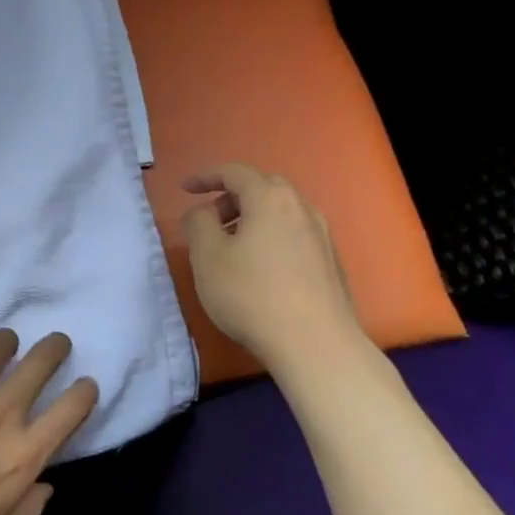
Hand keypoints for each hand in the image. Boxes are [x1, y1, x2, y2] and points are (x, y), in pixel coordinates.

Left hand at [0, 330, 98, 514]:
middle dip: (55, 348)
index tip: (83, 387)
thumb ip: (28, 508)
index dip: (85, 391)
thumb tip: (42, 486)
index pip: (73, 406)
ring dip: (7, 343)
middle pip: (41, 360)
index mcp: (25, 454)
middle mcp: (1, 414)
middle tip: (55, 346)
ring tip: (4, 349)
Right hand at [181, 162, 363, 362]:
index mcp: (270, 199)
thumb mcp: (208, 257)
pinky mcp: (329, 262)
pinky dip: (270, 236)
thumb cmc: (251, 294)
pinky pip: (293, 234)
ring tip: (230, 245)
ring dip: (252, 218)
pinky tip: (258, 267)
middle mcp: (301, 208)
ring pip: (281, 212)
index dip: (206, 176)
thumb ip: (198, 224)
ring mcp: (321, 235)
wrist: (314, 343)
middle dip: (231, 196)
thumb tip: (202, 212)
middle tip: (209, 218)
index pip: (235, 172)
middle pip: (263, 187)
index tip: (185, 189)